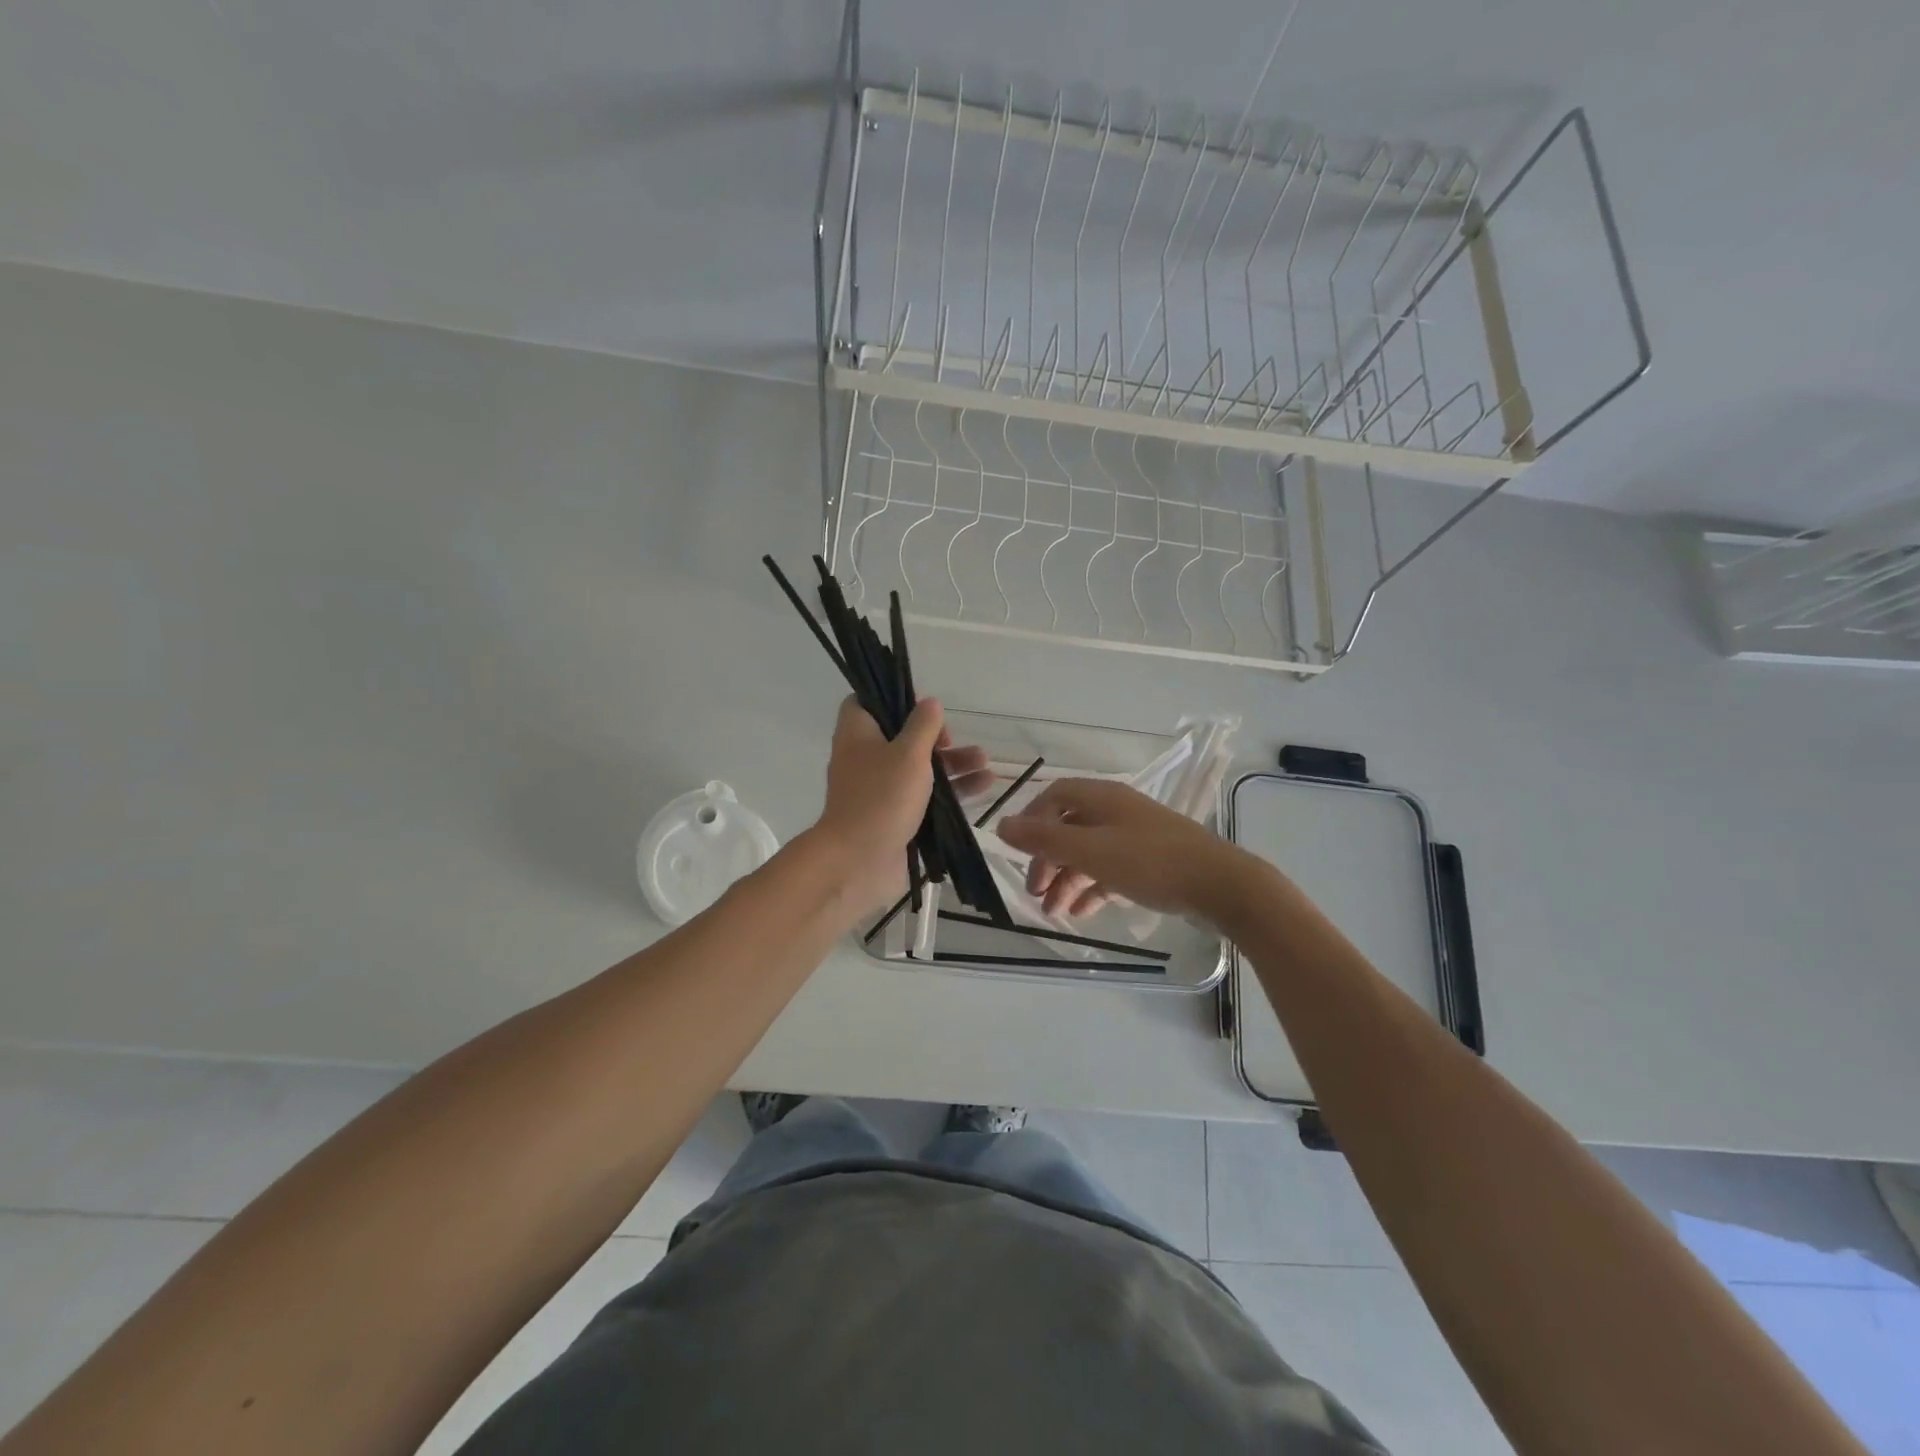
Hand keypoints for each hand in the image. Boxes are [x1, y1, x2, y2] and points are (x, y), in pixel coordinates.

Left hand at [810, 697, 990, 916]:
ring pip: (919, 767)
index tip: (922, 706)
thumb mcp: (908, 753)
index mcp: (858, 734)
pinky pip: (925, 796)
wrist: (859, 862)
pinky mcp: (895, 816)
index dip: (893, 698)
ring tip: (984, 762)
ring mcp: (880, 789)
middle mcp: (866, 758)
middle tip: (954, 741)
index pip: (866, 702)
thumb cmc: (881, 797)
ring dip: (952, 762)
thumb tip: (929, 703)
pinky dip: (951, 790)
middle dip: (935, 736)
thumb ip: (923, 726)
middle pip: (901, 736)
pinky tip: (984, 785)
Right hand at [998, 778, 1254, 922]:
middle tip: (1035, 893)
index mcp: (1101, 798)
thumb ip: (1044, 840)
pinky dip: (1092, 887)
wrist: (1221, 885)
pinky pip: (1111, 869)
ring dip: (1067, 879)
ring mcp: (1136, 836)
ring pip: (1089, 852)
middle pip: (1069, 828)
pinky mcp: (1151, 861)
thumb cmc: (1150, 862)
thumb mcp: (1090, 851)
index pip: (1054, 797)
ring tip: (1053, 912)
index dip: (1031, 820)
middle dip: (1048, 860)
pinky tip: (1082, 911)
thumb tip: (1000, 825)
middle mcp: (1116, 811)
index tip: (1017, 851)